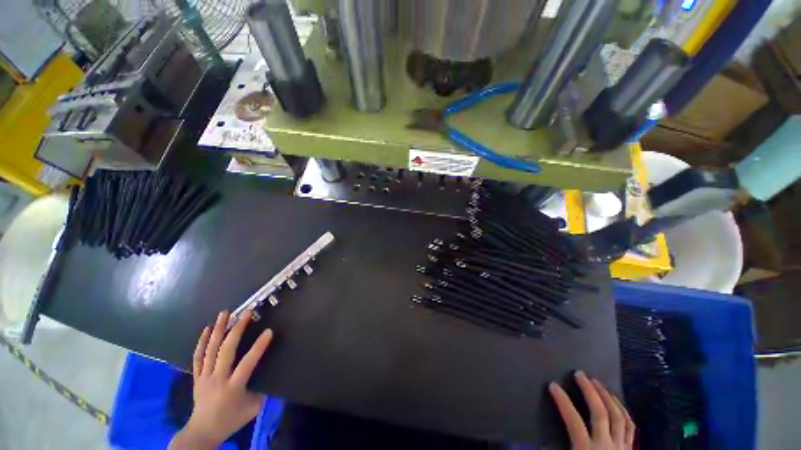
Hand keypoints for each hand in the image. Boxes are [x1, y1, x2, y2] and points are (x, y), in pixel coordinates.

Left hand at [171, 311, 273, 449]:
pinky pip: (197, 357)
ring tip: (225, 313)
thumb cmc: (231, 420)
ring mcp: (204, 377)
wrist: (203, 432)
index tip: (269, 331)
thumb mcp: (253, 408)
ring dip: (218, 329)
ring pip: (210, 350)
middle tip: (246, 313)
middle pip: (226, 351)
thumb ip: (261, 389)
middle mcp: (217, 379)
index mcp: (233, 387)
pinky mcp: (196, 377)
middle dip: (236, 330)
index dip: (258, 347)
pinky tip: (206, 329)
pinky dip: (201, 342)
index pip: (247, 363)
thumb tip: (269, 371)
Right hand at [548, 371, 634, 449]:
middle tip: (579, 374)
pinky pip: (630, 427)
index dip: (563, 401)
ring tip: (597, 382)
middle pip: (600, 414)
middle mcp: (606, 446)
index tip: (552, 385)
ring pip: (618, 417)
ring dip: (607, 397)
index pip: (574, 421)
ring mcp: (621, 448)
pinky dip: (623, 411)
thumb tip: (536, 443)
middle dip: (590, 391)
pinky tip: (616, 401)